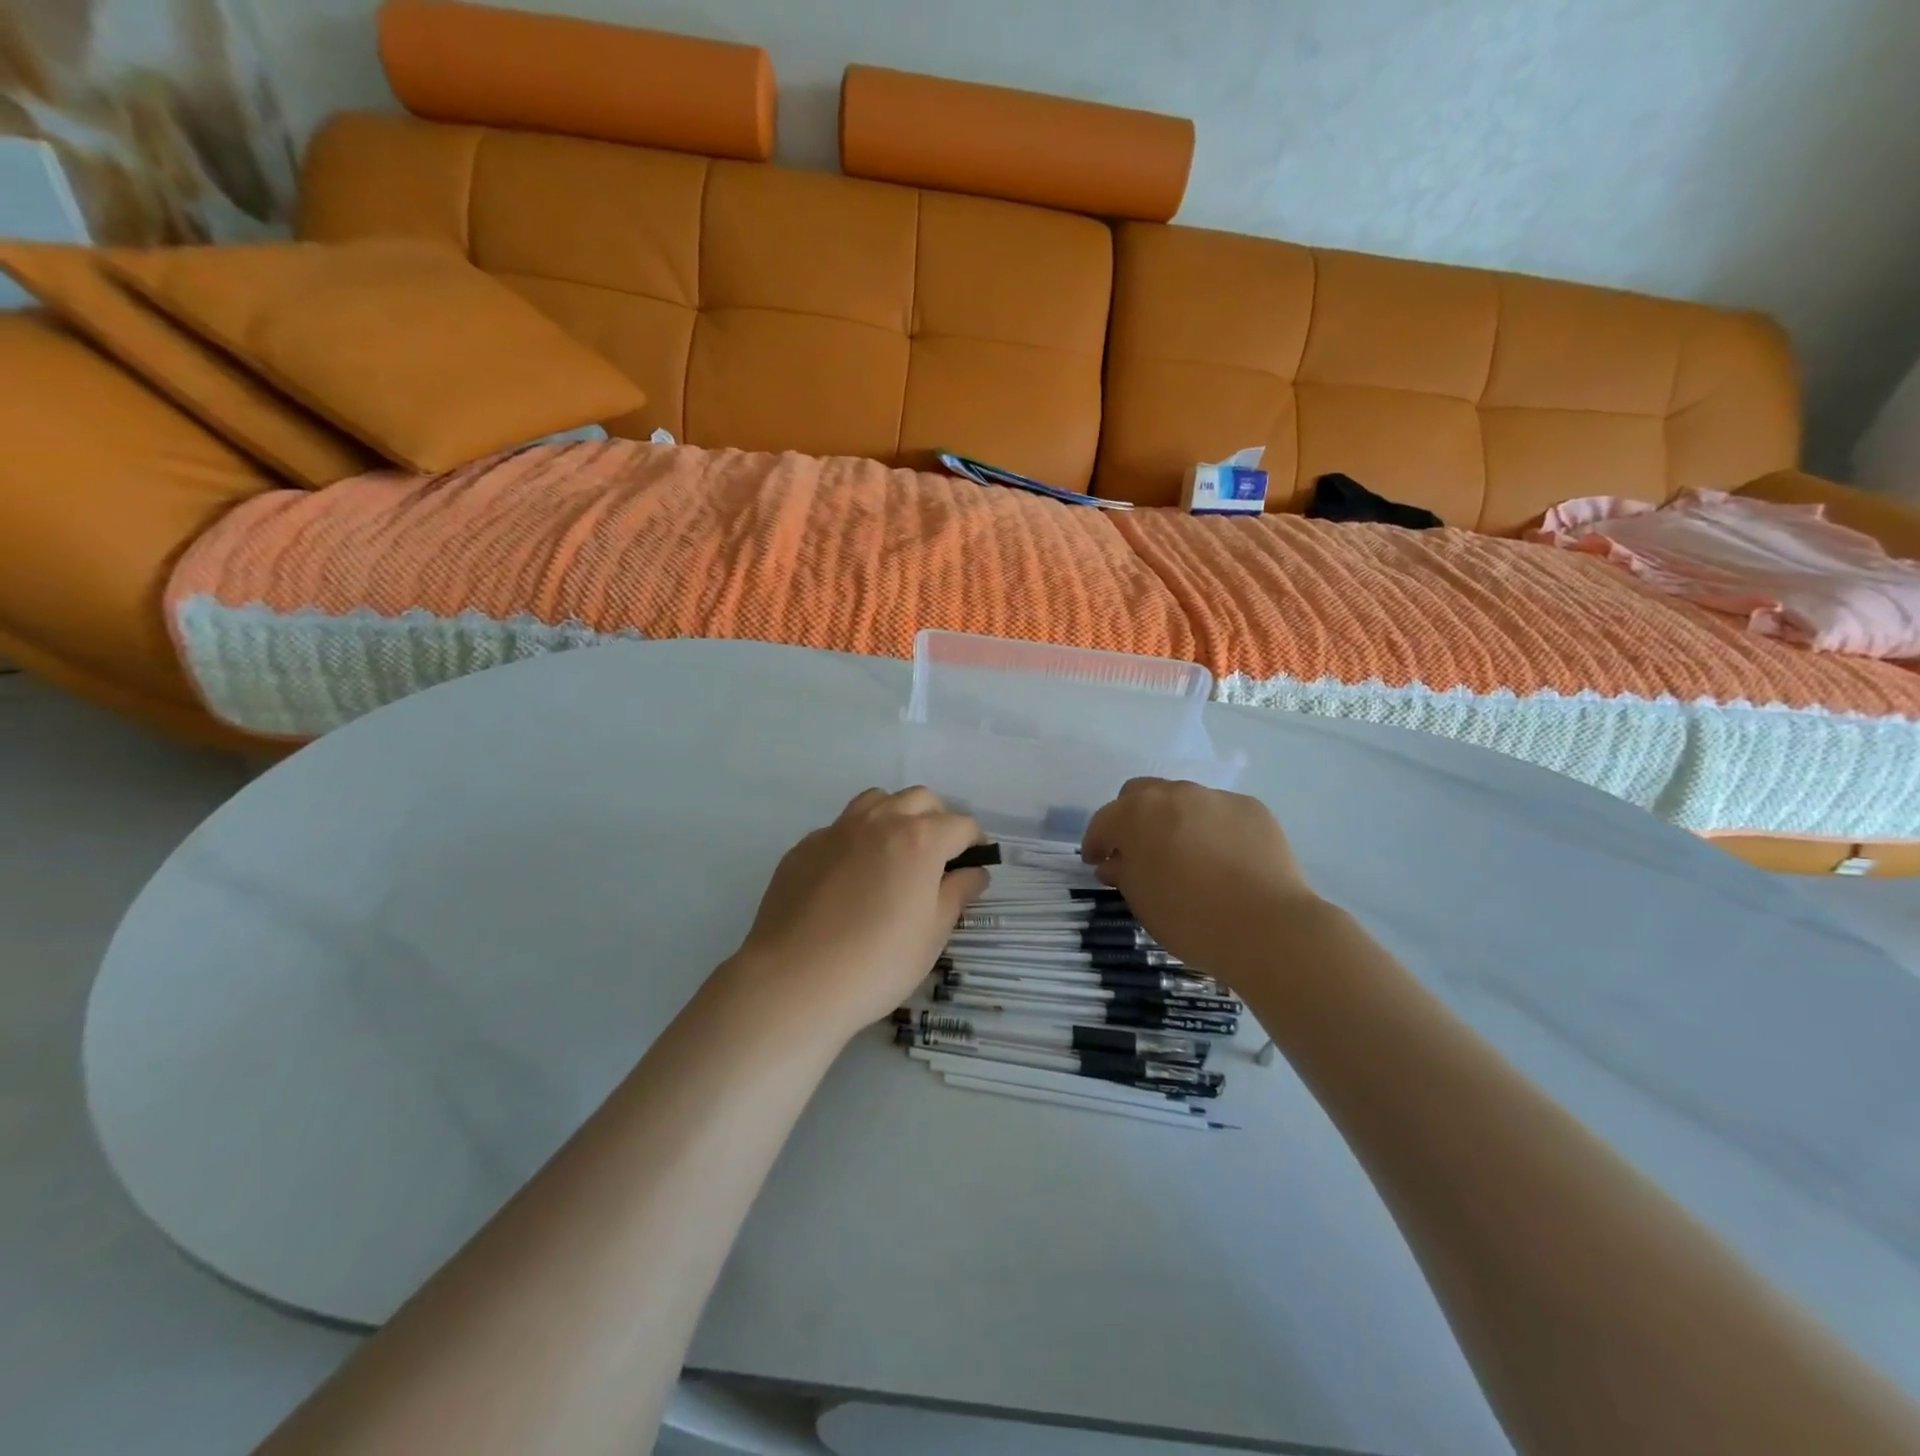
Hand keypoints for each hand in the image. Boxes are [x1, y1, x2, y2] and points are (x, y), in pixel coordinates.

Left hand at [725, 787, 986, 1040]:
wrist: (794, 980)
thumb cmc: (878, 962)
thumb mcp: (933, 934)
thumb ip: (957, 894)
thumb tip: (973, 872)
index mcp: (920, 839)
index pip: (961, 824)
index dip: (975, 842)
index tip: (974, 864)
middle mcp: (880, 821)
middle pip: (920, 799)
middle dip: (937, 819)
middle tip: (938, 857)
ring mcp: (837, 829)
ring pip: (877, 800)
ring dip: (895, 815)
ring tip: (896, 852)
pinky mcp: (804, 846)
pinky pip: (840, 827)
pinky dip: (857, 839)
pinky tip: (851, 876)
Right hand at [1081, 778, 1318, 983]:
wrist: (1266, 927)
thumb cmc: (1190, 919)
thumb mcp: (1142, 902)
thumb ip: (1122, 874)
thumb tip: (1114, 864)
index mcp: (1137, 814)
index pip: (1104, 821)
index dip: (1096, 843)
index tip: (1096, 862)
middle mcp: (1174, 794)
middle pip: (1141, 795)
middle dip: (1132, 818)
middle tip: (1136, 850)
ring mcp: (1216, 797)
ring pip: (1184, 801)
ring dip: (1174, 821)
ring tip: (1185, 854)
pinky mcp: (1251, 808)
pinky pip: (1221, 813)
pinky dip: (1213, 829)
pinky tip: (1224, 859)